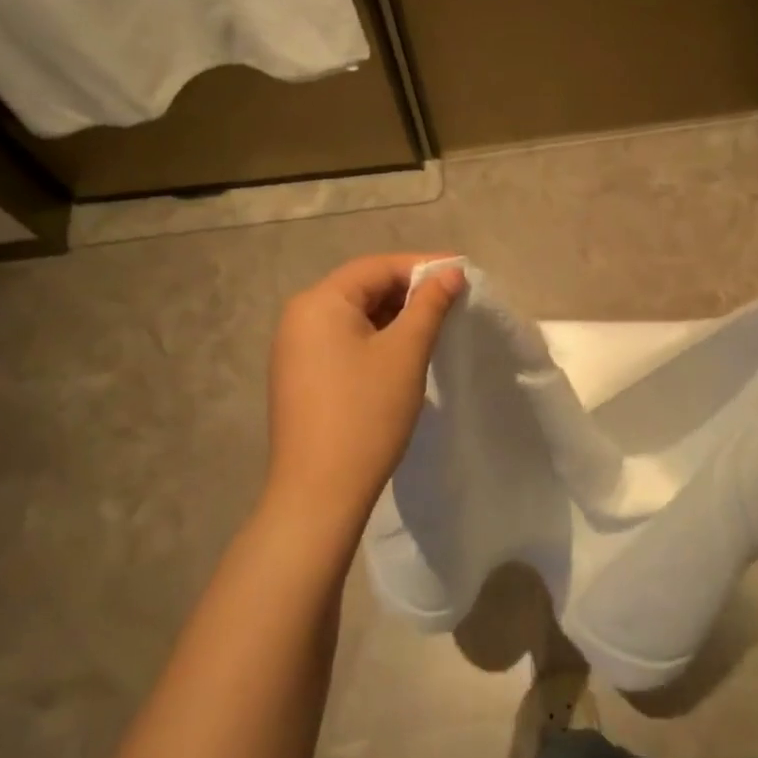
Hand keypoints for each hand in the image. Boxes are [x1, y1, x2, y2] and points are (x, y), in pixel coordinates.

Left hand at [265, 254, 465, 518]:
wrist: (319, 491)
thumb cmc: (366, 413)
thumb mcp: (405, 353)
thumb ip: (429, 305)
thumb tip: (451, 272)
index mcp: (319, 302)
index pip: (376, 267)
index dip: (422, 266)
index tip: (462, 273)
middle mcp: (299, 317)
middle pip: (362, 288)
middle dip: (409, 291)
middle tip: (453, 301)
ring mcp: (295, 349)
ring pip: (354, 317)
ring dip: (394, 317)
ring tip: (434, 326)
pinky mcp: (301, 377)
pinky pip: (343, 342)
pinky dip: (376, 339)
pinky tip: (403, 354)